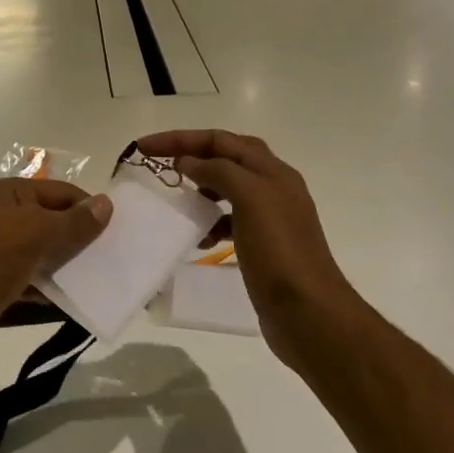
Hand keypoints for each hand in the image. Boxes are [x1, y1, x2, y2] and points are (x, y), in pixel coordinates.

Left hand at [0, 179, 111, 358]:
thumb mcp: (36, 233)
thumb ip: (74, 222)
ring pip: (42, 253)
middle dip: (79, 239)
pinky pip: (31, 279)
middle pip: (51, 221)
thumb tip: (107, 204)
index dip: (86, 208)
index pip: (58, 192)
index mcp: (6, 193)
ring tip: (100, 281)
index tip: (116, 230)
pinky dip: (50, 288)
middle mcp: (0, 216)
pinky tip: (73, 302)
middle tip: (112, 257)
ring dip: (67, 266)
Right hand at [133, 130, 357, 369]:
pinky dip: (210, 222)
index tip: (144, 147)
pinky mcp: (262, 246)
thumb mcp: (251, 199)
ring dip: (201, 188)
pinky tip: (198, 237)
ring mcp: (269, 219)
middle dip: (192, 156)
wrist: (309, 314)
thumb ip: (219, 172)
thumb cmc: (279, 252)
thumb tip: (188, 162)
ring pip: (227, 190)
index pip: (221, 140)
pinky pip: (229, 222)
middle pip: (227, 159)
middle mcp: (273, 189)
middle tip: (159, 165)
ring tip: (176, 199)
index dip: (181, 138)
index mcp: (273, 172)